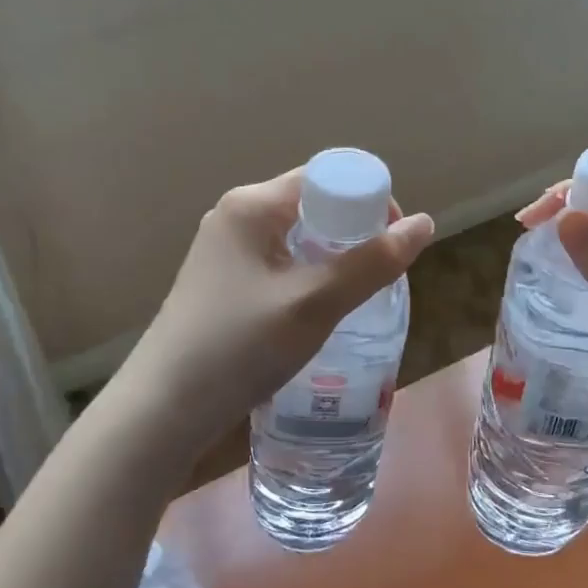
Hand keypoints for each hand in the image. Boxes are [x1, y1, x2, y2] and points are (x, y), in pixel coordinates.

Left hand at [114, 168, 433, 464]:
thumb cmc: (240, 346)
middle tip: (378, 278)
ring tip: (354, 300)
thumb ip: (371, 263)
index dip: (367, 201)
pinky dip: (306, 279)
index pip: (325, 178)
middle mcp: (235, 217)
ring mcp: (223, 251)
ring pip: (296, 240)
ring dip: (330, 261)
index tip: (392, 243)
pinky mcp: (221, 283)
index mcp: (252, 205)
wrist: (163, 409)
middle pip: (311, 207)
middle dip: (352, 235)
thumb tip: (424, 222)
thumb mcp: (314, 303)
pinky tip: (317, 315)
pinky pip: (277, 265)